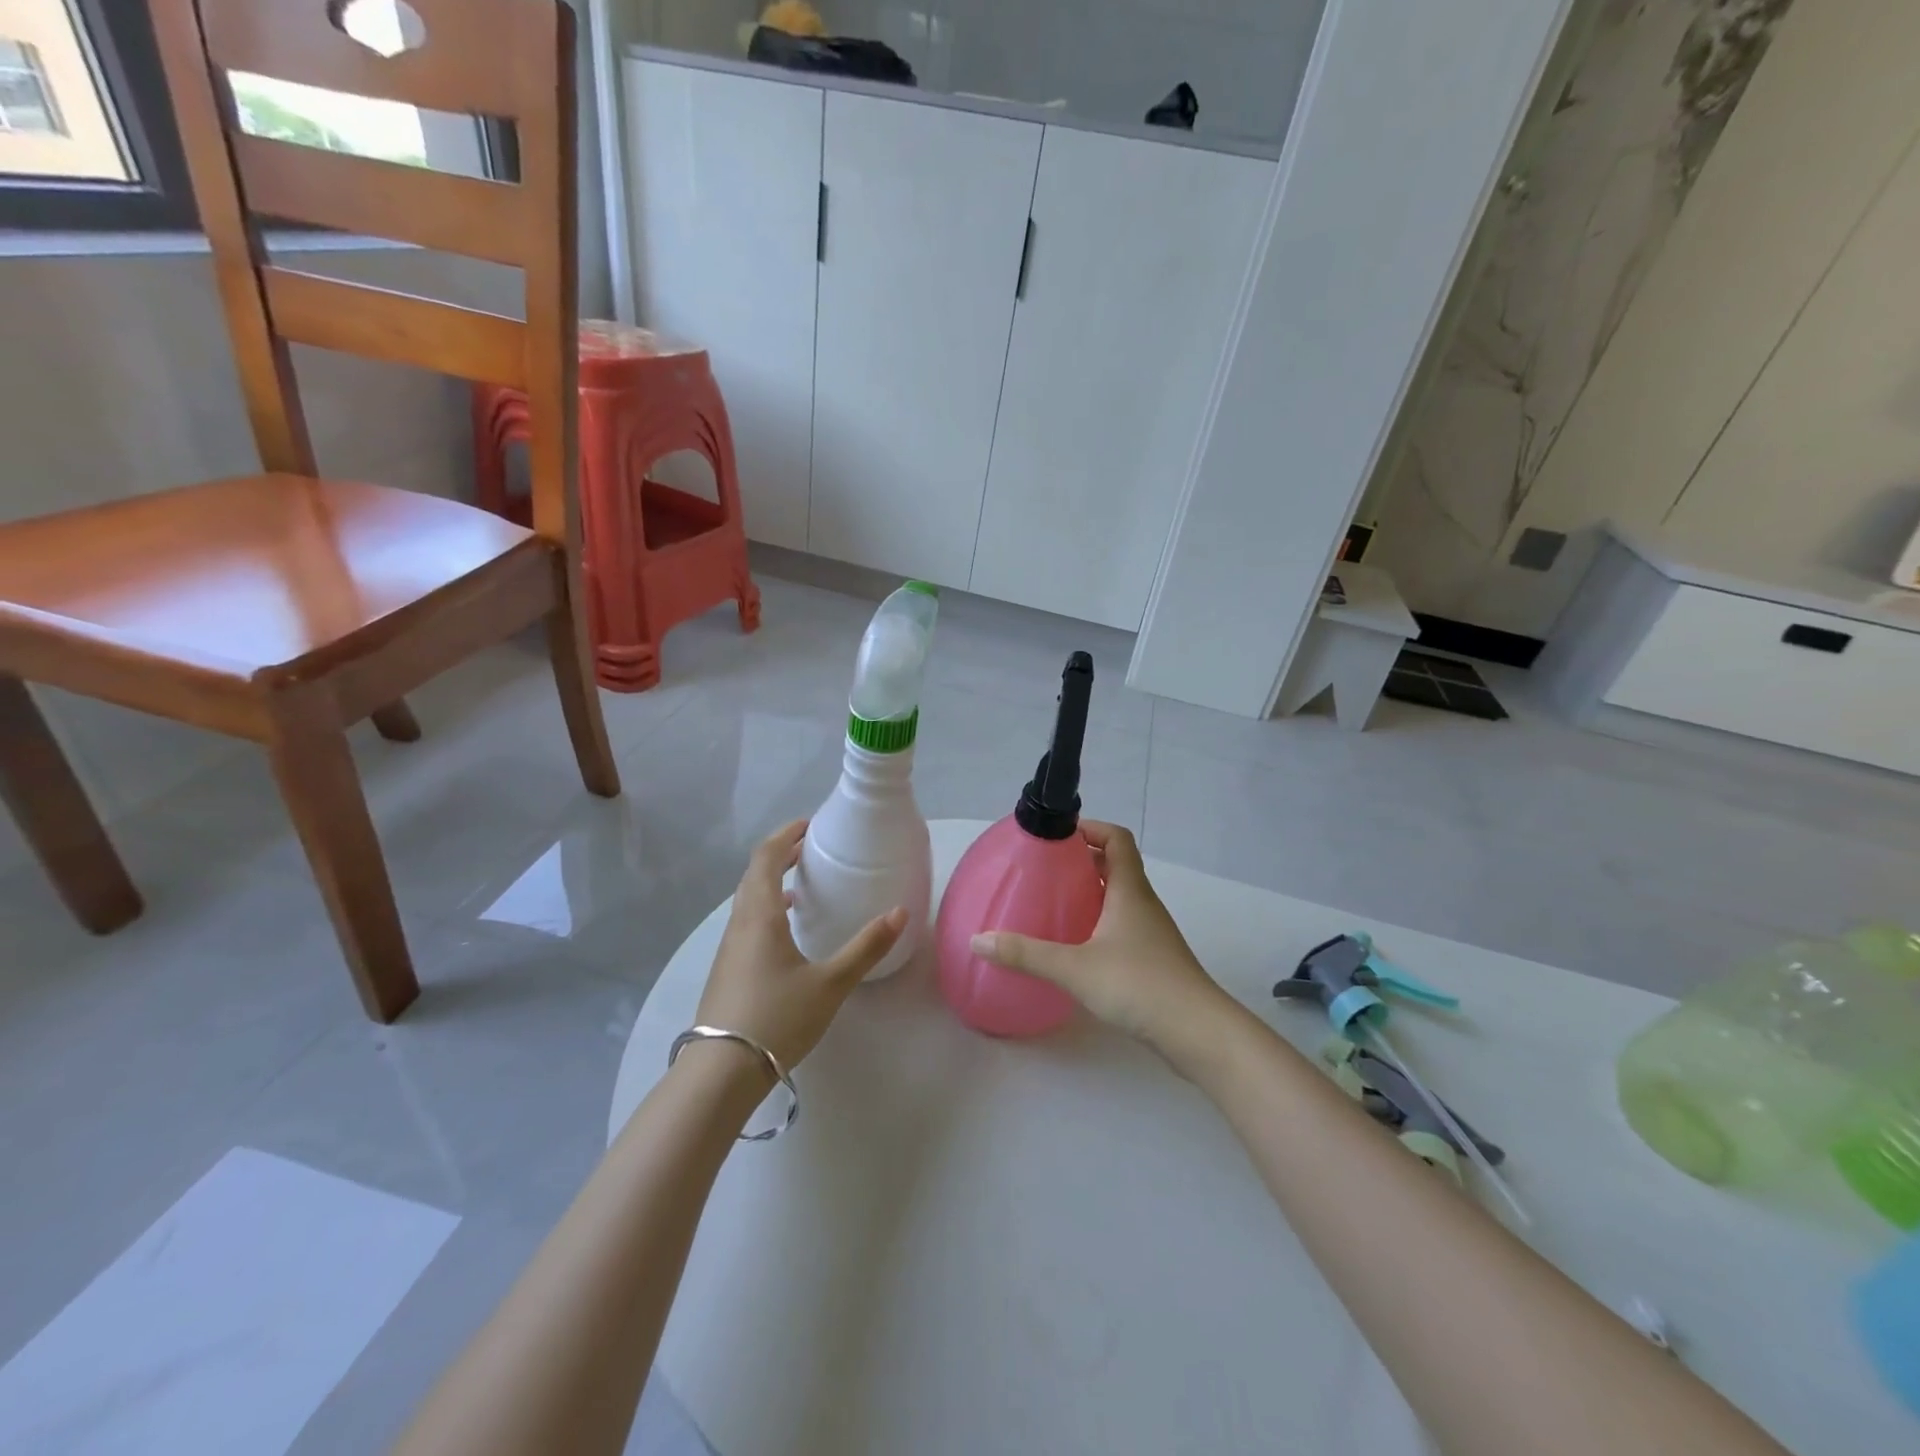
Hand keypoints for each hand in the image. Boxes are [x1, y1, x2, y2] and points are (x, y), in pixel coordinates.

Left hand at [693, 820, 905, 1075]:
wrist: (721, 1071)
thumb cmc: (778, 1018)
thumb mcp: (830, 983)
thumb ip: (866, 948)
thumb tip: (900, 913)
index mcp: (761, 916)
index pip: (766, 858)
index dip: (786, 836)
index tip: (809, 826)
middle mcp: (740, 924)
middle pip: (754, 875)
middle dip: (780, 855)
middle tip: (810, 849)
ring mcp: (728, 948)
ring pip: (747, 900)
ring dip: (771, 883)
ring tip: (801, 887)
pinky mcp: (726, 970)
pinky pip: (745, 922)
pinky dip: (765, 909)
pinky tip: (784, 934)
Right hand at [970, 821, 1240, 1068]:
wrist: (1197, 1032)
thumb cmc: (1139, 984)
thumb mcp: (1074, 968)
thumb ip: (1026, 954)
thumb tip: (978, 941)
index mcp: (1130, 890)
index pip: (1117, 838)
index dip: (1090, 828)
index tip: (1058, 835)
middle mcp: (1143, 903)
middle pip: (1117, 865)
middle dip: (1083, 860)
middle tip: (1046, 869)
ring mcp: (1151, 932)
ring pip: (1120, 896)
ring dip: (1092, 891)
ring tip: (1055, 902)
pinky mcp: (1153, 958)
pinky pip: (1122, 925)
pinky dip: (1099, 921)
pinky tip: (1076, 945)